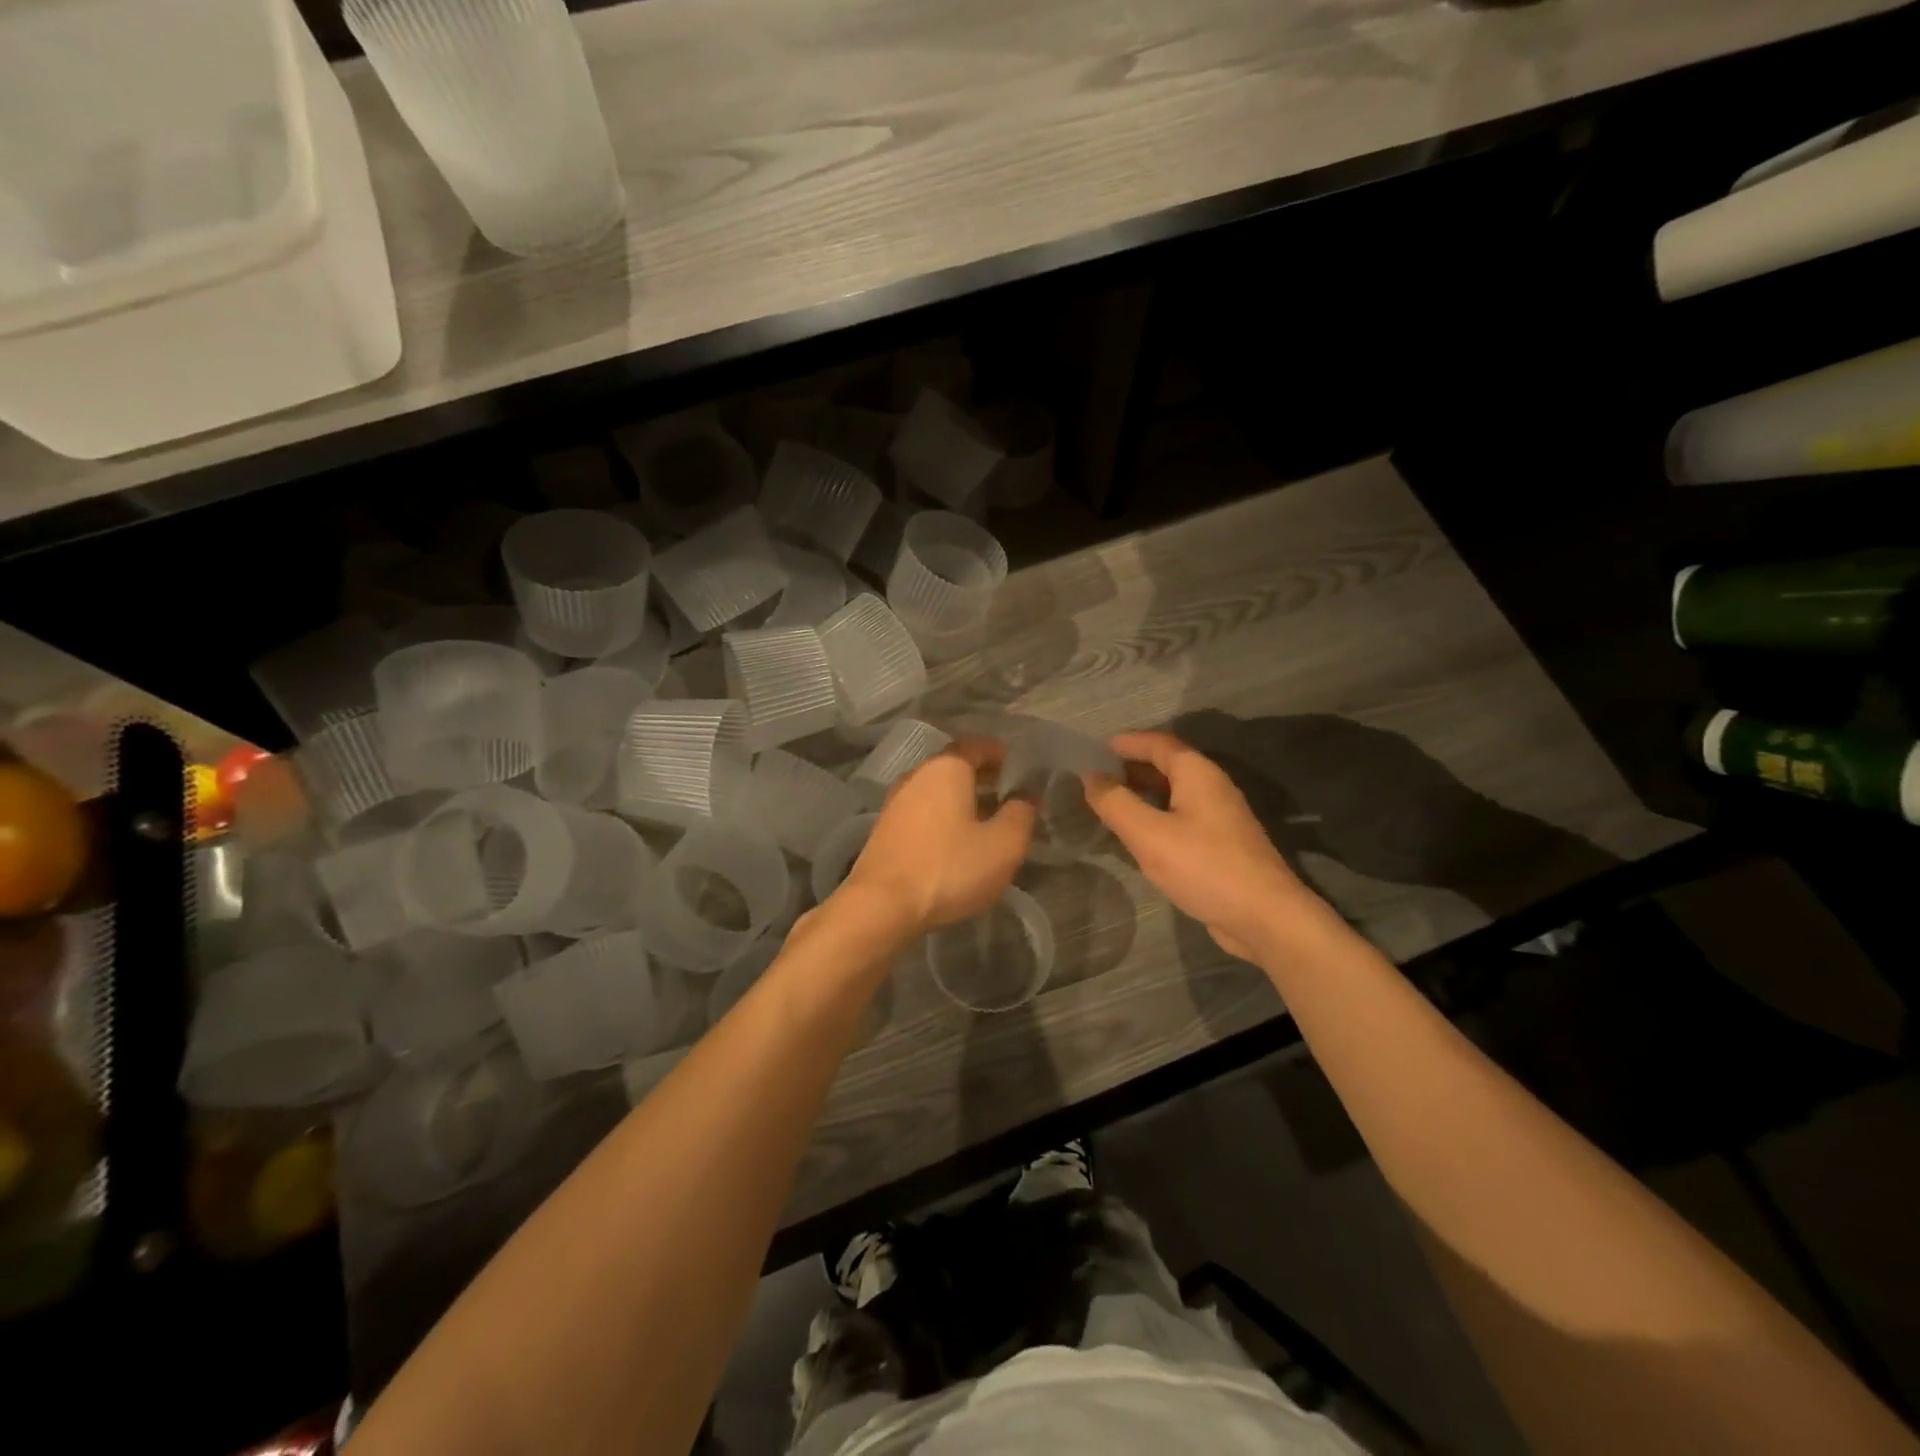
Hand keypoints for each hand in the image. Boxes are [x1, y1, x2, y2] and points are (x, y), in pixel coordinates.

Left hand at [838, 736, 1036, 935]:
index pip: (977, 745)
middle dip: (982, 776)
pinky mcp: (885, 829)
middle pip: (954, 765)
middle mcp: (917, 775)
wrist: (881, 905)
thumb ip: (1021, 814)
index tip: (1017, 766)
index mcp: (947, 768)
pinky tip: (955, 839)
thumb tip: (1026, 796)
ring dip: (961, 798)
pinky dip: (942, 815)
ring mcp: (895, 802)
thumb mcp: (1003, 845)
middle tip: (1007, 792)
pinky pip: (922, 810)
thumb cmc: (949, 868)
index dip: (999, 753)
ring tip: (985, 818)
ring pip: (936, 789)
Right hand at [1084, 731, 1318, 961]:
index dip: (1128, 742)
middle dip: (1133, 766)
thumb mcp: (1148, 834)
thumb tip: (1090, 776)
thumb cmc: (1204, 867)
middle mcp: (1213, 788)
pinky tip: (1140, 836)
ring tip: (1111, 803)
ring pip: (1175, 794)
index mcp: (1198, 774)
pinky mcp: (1222, 845)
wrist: (1265, 917)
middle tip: (1097, 776)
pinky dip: (1157, 816)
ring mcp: (1221, 818)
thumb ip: (1115, 803)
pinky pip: (1182, 817)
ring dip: (1144, 793)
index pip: (1159, 744)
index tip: (1096, 747)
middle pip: (1169, 765)